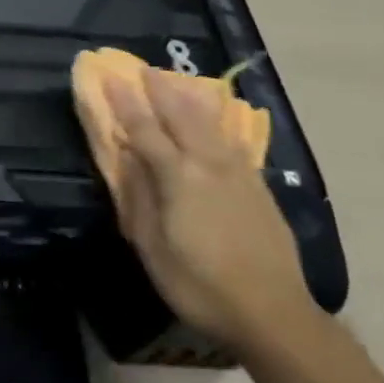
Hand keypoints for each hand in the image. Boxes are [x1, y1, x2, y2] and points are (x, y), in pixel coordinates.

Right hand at [82, 65, 318, 352]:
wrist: (273, 314)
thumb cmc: (199, 285)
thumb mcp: (152, 247)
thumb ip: (139, 197)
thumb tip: (127, 158)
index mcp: (178, 178)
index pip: (145, 130)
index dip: (125, 102)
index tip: (110, 76)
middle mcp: (208, 166)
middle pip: (181, 117)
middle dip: (160, 90)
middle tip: (144, 68)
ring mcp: (238, 174)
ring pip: (210, 124)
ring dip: (189, 98)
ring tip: (177, 80)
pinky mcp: (259, 188)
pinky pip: (233, 141)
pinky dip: (218, 122)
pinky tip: (215, 119)